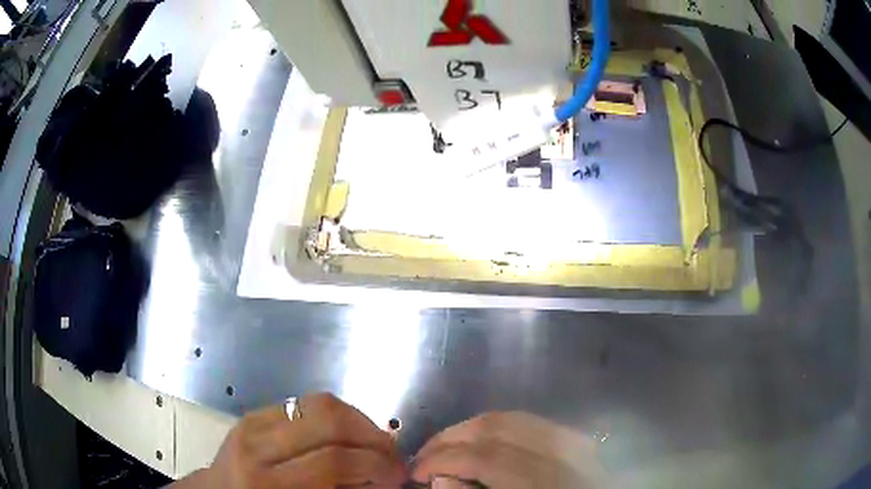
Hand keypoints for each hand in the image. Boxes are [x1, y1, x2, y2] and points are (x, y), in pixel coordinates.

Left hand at [172, 393, 405, 488]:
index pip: (333, 460)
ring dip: (357, 421)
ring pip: (317, 403)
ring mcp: (251, 423)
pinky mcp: (252, 413)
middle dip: (371, 435)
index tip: (398, 475)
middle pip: (327, 419)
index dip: (375, 465)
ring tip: (373, 442)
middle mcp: (257, 446)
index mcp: (268, 483)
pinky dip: (334, 416)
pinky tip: (345, 434)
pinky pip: (303, 403)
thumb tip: (384, 481)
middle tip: (391, 455)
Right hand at [411, 412, 608, 488]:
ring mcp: (574, 441)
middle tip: (426, 455)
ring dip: (471, 428)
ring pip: (511, 418)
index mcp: (542, 482)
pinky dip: (499, 427)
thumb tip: (440, 479)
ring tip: (447, 445)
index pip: (483, 458)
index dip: (442, 460)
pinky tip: (483, 439)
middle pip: (496, 429)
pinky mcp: (578, 439)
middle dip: (451, 438)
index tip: (416, 471)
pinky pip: (531, 422)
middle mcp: (561, 453)